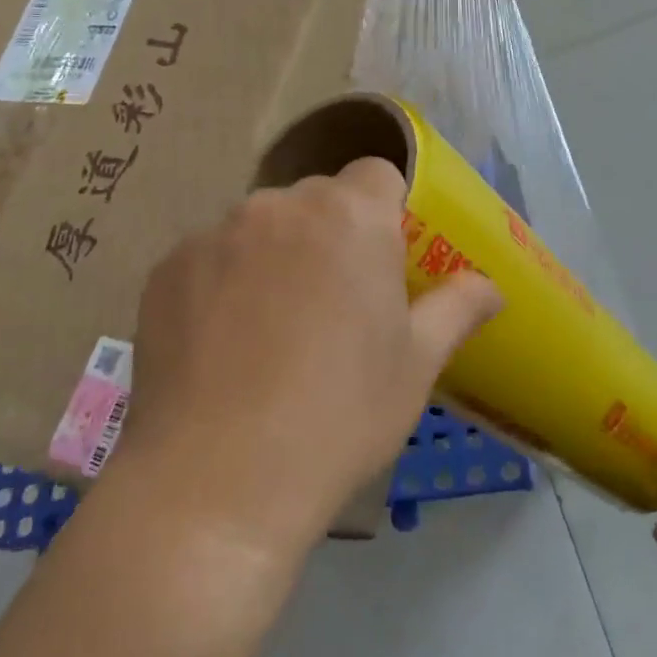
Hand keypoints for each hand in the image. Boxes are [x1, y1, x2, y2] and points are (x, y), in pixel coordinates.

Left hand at [127, 156, 501, 545]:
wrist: (216, 482)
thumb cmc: (339, 417)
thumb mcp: (416, 366)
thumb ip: (457, 308)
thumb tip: (492, 286)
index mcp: (349, 217)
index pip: (377, 174)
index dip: (387, 211)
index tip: (384, 264)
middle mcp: (277, 206)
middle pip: (316, 200)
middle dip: (332, 236)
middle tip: (333, 306)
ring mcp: (213, 234)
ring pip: (260, 228)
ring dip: (275, 257)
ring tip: (271, 331)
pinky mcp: (165, 269)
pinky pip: (210, 258)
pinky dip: (222, 283)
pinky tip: (221, 346)